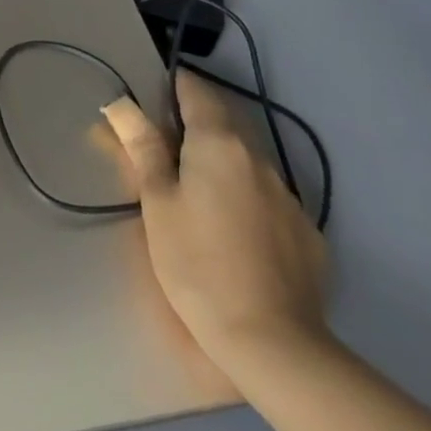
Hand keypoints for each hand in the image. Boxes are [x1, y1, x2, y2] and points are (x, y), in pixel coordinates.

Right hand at [103, 70, 326, 370]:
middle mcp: (259, 159)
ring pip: (247, 163)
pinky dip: (247, 201)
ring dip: (221, 165)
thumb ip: (142, 146)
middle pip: (224, 124)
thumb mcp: (157, 202)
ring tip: (197, 197)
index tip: (151, 97)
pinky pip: (269, 200)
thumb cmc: (198, 263)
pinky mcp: (308, 236)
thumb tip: (121, 103)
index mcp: (219, 143)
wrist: (274, 345)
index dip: (172, 86)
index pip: (196, 90)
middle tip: (164, 152)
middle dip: (194, 127)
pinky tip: (235, 235)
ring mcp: (289, 198)